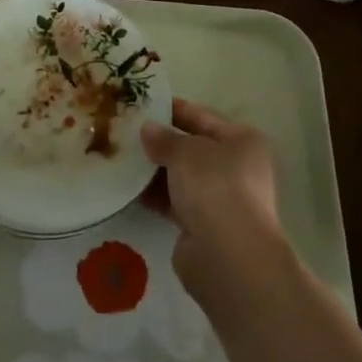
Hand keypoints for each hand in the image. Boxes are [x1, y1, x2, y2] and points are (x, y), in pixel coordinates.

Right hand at [142, 99, 286, 299]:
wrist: (228, 257)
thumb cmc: (215, 188)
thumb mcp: (186, 152)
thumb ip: (164, 138)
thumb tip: (148, 129)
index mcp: (242, 141)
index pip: (202, 116)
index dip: (172, 110)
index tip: (141, 104)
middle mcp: (236, 168)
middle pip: (192, 148)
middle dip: (161, 142)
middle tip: (124, 131)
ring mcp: (220, 199)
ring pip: (181, 176)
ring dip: (154, 170)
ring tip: (120, 157)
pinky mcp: (203, 226)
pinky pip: (174, 202)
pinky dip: (154, 195)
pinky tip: (127, 188)